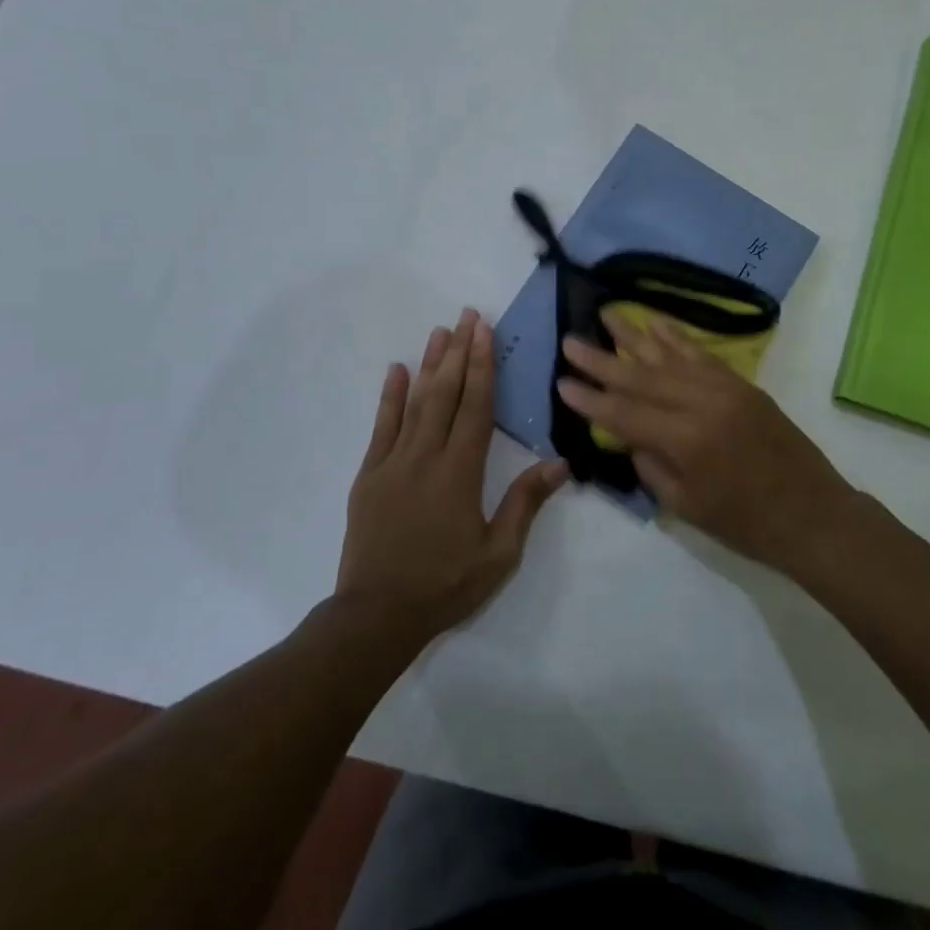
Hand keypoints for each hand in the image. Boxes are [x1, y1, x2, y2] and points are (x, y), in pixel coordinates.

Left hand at [336, 309, 566, 636]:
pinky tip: (396, 371)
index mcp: (461, 471)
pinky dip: (390, 397)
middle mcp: (426, 456)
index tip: (485, 331)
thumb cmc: (445, 584)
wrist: (376, 615)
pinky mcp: (369, 476)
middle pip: (446, 393)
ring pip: (415, 402)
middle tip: (467, 315)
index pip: (476, 406)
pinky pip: (381, 427)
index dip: (483, 365)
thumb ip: (526, 503)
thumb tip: (560, 462)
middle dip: (459, 351)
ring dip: (430, 364)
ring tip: (439, 331)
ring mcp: (393, 463)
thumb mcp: (499, 553)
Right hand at [557, 310, 854, 574]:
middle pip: (642, 377)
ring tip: (606, 313)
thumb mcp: (687, 506)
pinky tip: (655, 322)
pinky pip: (702, 354)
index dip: (591, 399)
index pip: (625, 414)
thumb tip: (628, 434)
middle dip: (602, 360)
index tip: (561, 381)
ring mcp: (726, 389)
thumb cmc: (747, 524)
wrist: (814, 514)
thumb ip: (652, 465)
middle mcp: (703, 404)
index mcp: (686, 441)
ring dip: (635, 334)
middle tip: (570, 341)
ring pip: (670, 357)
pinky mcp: (742, 384)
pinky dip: (677, 337)